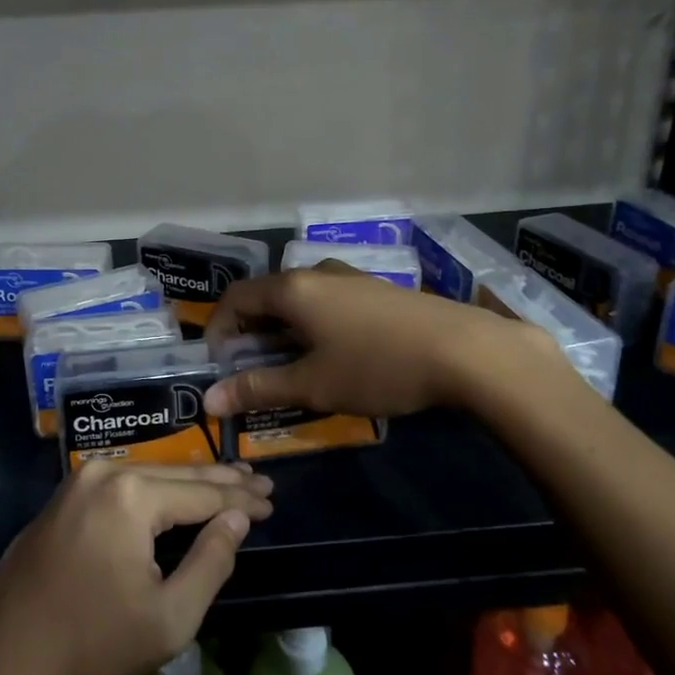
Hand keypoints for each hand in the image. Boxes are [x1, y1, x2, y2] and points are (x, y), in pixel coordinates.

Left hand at [0, 462, 273, 674]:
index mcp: (131, 495)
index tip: (272, 500)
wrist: (6, 658)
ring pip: (148, 475)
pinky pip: (121, 484)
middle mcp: (105, 473)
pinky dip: (154, 490)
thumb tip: (237, 518)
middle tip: (260, 481)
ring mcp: (78, 482)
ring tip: (227, 480)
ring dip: (188, 482)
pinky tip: (174, 494)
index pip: (201, 491)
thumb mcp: (169, 617)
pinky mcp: (63, 497)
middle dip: (221, 480)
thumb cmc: (93, 643)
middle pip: (176, 474)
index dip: (240, 497)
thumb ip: (211, 561)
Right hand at [201, 263, 564, 418]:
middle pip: (268, 296)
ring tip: (292, 367)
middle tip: (253, 371)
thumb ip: (259, 388)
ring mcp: (351, 278)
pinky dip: (313, 325)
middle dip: (252, 333)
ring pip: (301, 300)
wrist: (464, 350)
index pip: (236, 297)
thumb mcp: (313, 384)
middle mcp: (317, 273)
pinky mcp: (378, 290)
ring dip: (284, 330)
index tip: (220, 363)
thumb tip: (210, 401)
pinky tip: (334, 355)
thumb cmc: (377, 366)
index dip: (218, 328)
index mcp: (293, 289)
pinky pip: (328, 302)